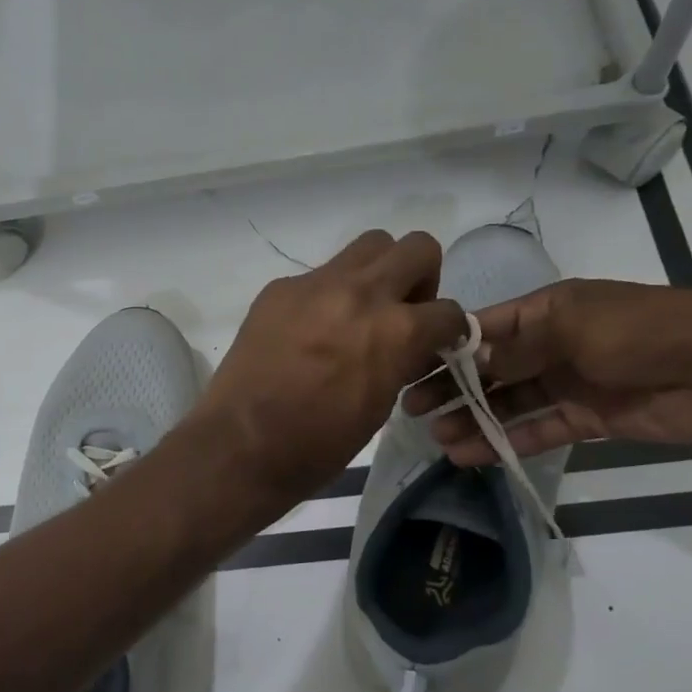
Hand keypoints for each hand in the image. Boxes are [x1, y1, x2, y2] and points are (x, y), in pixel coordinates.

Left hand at [190, 231, 466, 505]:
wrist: (242, 444)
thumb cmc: (318, 444)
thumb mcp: (380, 407)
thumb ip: (401, 362)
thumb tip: (408, 347)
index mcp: (396, 330)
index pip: (448, 310)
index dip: (448, 330)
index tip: (436, 343)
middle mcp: (361, 293)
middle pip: (415, 247)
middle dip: (420, 278)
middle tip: (402, 311)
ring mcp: (315, 284)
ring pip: (367, 246)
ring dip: (376, 273)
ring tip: (359, 312)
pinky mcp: (279, 289)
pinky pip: (318, 275)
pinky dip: (327, 295)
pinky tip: (308, 331)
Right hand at [403, 279, 691, 462]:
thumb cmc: (643, 333)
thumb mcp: (572, 327)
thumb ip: (516, 347)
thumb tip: (466, 360)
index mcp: (548, 310)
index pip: (484, 327)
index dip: (447, 347)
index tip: (409, 367)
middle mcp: (553, 344)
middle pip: (491, 368)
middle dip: (453, 387)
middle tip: (412, 410)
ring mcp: (570, 383)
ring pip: (509, 403)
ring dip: (474, 419)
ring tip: (438, 439)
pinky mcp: (588, 419)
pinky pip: (537, 429)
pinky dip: (506, 441)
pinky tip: (472, 454)